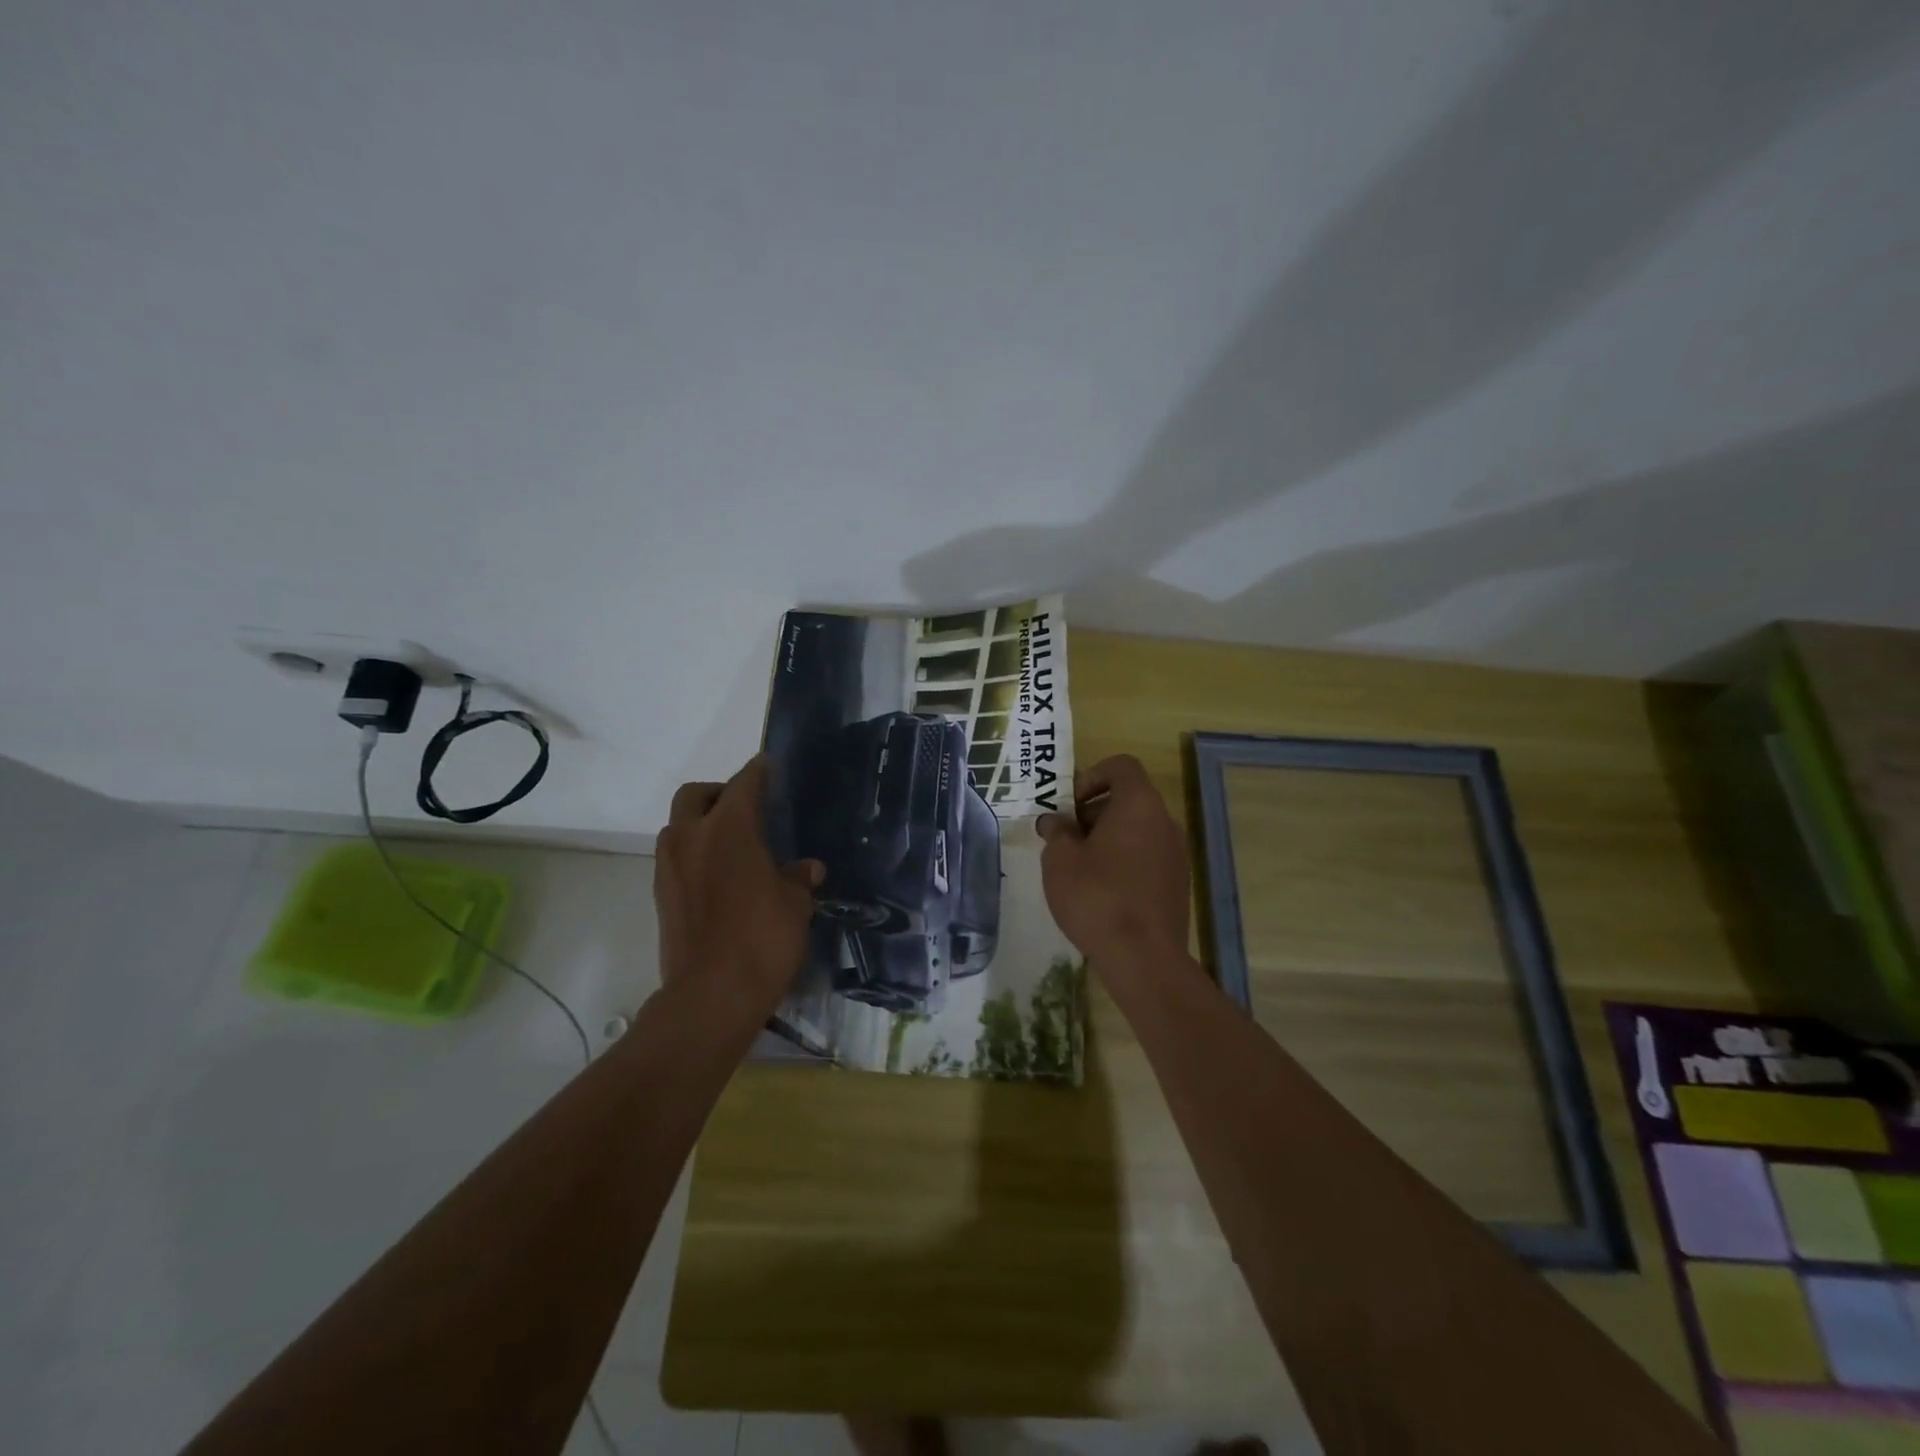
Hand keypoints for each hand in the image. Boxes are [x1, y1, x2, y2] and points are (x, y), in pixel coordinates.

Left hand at [654, 755, 822, 1018]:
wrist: (712, 996)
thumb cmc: (763, 939)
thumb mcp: (795, 905)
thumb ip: (798, 878)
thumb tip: (806, 869)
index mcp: (729, 829)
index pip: (743, 784)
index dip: (757, 772)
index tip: (767, 766)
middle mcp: (692, 838)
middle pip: (694, 795)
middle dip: (717, 792)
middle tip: (743, 807)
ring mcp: (670, 868)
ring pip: (678, 826)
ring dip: (699, 824)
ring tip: (730, 843)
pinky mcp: (661, 897)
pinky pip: (675, 858)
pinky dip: (693, 854)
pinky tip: (718, 877)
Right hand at [1036, 754, 1189, 968]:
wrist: (1143, 959)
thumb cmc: (1097, 897)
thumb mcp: (1060, 860)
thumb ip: (1057, 832)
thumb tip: (1056, 823)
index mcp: (1139, 805)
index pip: (1121, 766)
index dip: (1091, 776)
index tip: (1070, 806)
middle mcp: (1165, 822)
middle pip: (1128, 799)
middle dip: (1093, 812)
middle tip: (1065, 840)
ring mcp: (1176, 854)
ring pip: (1137, 830)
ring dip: (1107, 839)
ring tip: (1079, 868)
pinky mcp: (1177, 884)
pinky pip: (1146, 857)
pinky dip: (1124, 862)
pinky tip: (1101, 892)